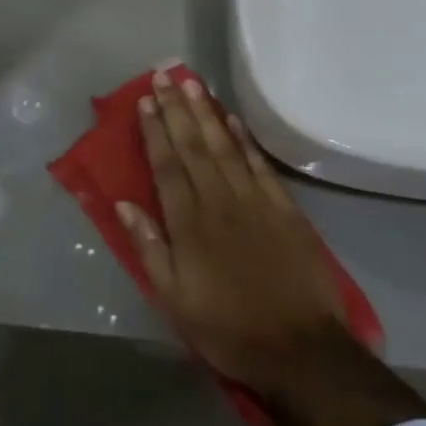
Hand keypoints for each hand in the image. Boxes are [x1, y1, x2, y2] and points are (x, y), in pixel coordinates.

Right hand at [120, 70, 425, 425]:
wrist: (300, 350)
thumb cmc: (227, 327)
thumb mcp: (173, 298)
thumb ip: (148, 246)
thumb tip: (124, 202)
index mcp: (188, 222)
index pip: (166, 164)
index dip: (154, 129)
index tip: (144, 99)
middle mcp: (218, 200)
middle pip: (193, 145)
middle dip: (176, 108)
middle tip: (164, 75)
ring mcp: (254, 201)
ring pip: (225, 146)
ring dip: (206, 112)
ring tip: (192, 82)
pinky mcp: (284, 209)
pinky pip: (259, 165)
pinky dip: (245, 139)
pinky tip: (233, 119)